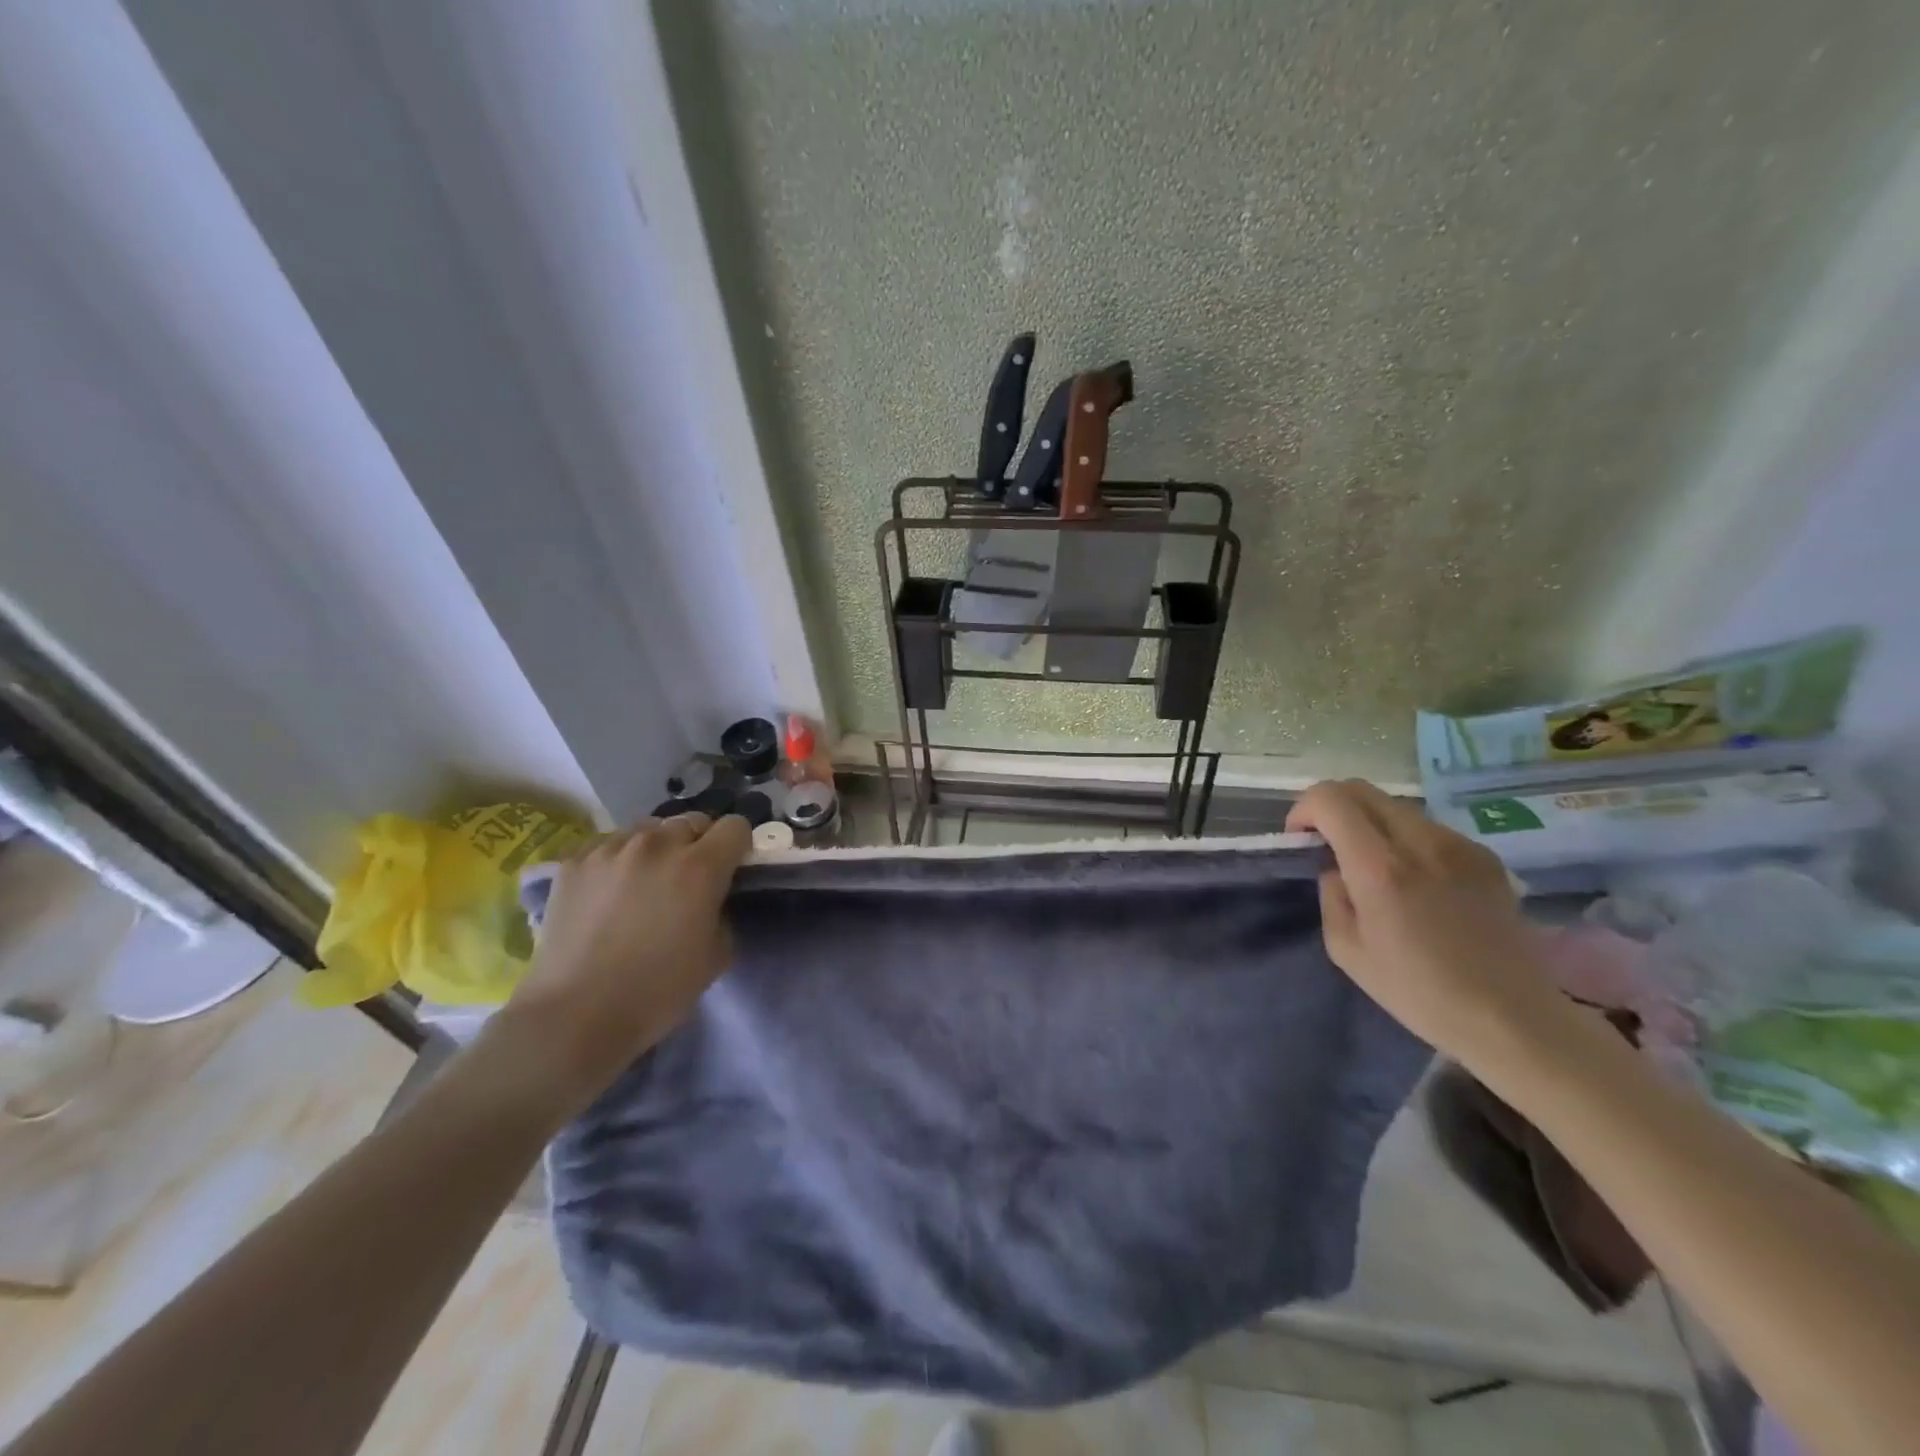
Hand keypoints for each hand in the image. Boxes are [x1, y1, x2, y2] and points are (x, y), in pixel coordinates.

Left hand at [491, 813, 751, 1117]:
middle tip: (688, 879)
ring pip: (649, 829)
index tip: (731, 869)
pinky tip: (609, 892)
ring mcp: (611, 848)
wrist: (574, 1015)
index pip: (735, 826)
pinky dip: (618, 859)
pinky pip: (609, 845)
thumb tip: (711, 898)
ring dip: (657, 848)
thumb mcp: (717, 955)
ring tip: (644, 882)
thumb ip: (722, 911)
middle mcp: (657, 844)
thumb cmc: (657, 991)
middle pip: (692, 821)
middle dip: (698, 844)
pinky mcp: (574, 861)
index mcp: (700, 866)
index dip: (738, 846)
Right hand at [1285, 780, 1561, 1064]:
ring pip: (1394, 806)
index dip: (1303, 809)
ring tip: (1372, 865)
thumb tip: (1336, 868)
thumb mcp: (1346, 949)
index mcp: (1379, 867)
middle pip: (1360, 789)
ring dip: (1369, 823)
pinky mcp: (1484, 855)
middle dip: (1331, 807)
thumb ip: (1331, 894)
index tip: (1301, 840)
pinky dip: (1405, 839)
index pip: (1330, 799)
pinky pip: (1428, 828)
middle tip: (1327, 844)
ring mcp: (1458, 845)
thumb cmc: (1417, 992)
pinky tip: (1415, 881)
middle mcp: (1420, 842)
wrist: (1510, 1017)